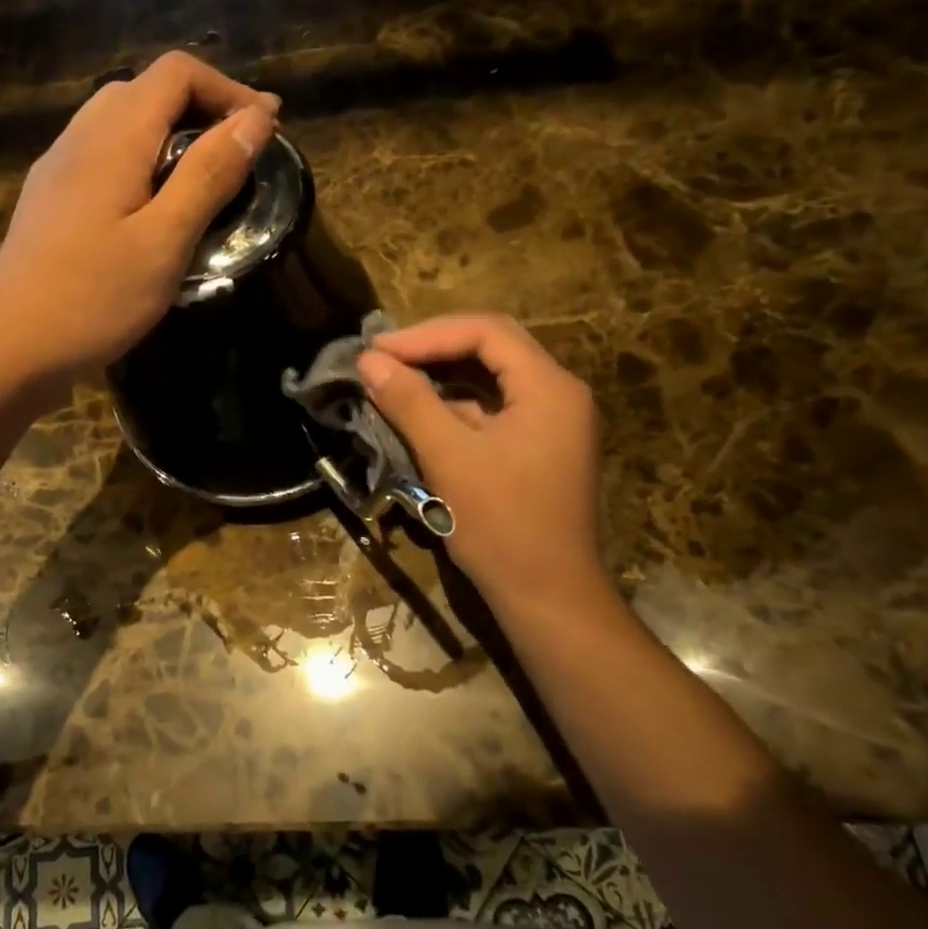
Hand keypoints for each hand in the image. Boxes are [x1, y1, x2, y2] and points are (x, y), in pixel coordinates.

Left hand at [0, 52, 278, 398]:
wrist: (8, 347)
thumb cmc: (93, 298)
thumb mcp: (165, 240)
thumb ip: (209, 175)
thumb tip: (256, 119)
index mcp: (113, 137)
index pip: (176, 73)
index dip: (229, 90)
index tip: (268, 127)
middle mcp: (80, 137)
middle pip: (147, 90)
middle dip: (202, 108)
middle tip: (240, 153)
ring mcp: (58, 168)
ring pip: (121, 121)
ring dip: (171, 134)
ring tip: (205, 178)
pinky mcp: (50, 199)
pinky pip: (103, 155)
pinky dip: (142, 160)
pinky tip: (153, 206)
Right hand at [357, 313, 612, 624]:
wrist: (549, 597)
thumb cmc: (502, 524)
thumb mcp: (449, 457)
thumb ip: (409, 401)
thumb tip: (369, 360)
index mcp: (549, 387)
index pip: (486, 331)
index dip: (427, 334)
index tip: (379, 349)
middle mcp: (558, 394)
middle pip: (491, 348)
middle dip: (433, 349)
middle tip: (382, 357)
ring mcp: (552, 423)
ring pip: (490, 380)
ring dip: (441, 378)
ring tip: (392, 381)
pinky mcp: (539, 448)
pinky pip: (494, 411)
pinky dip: (455, 408)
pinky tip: (418, 416)